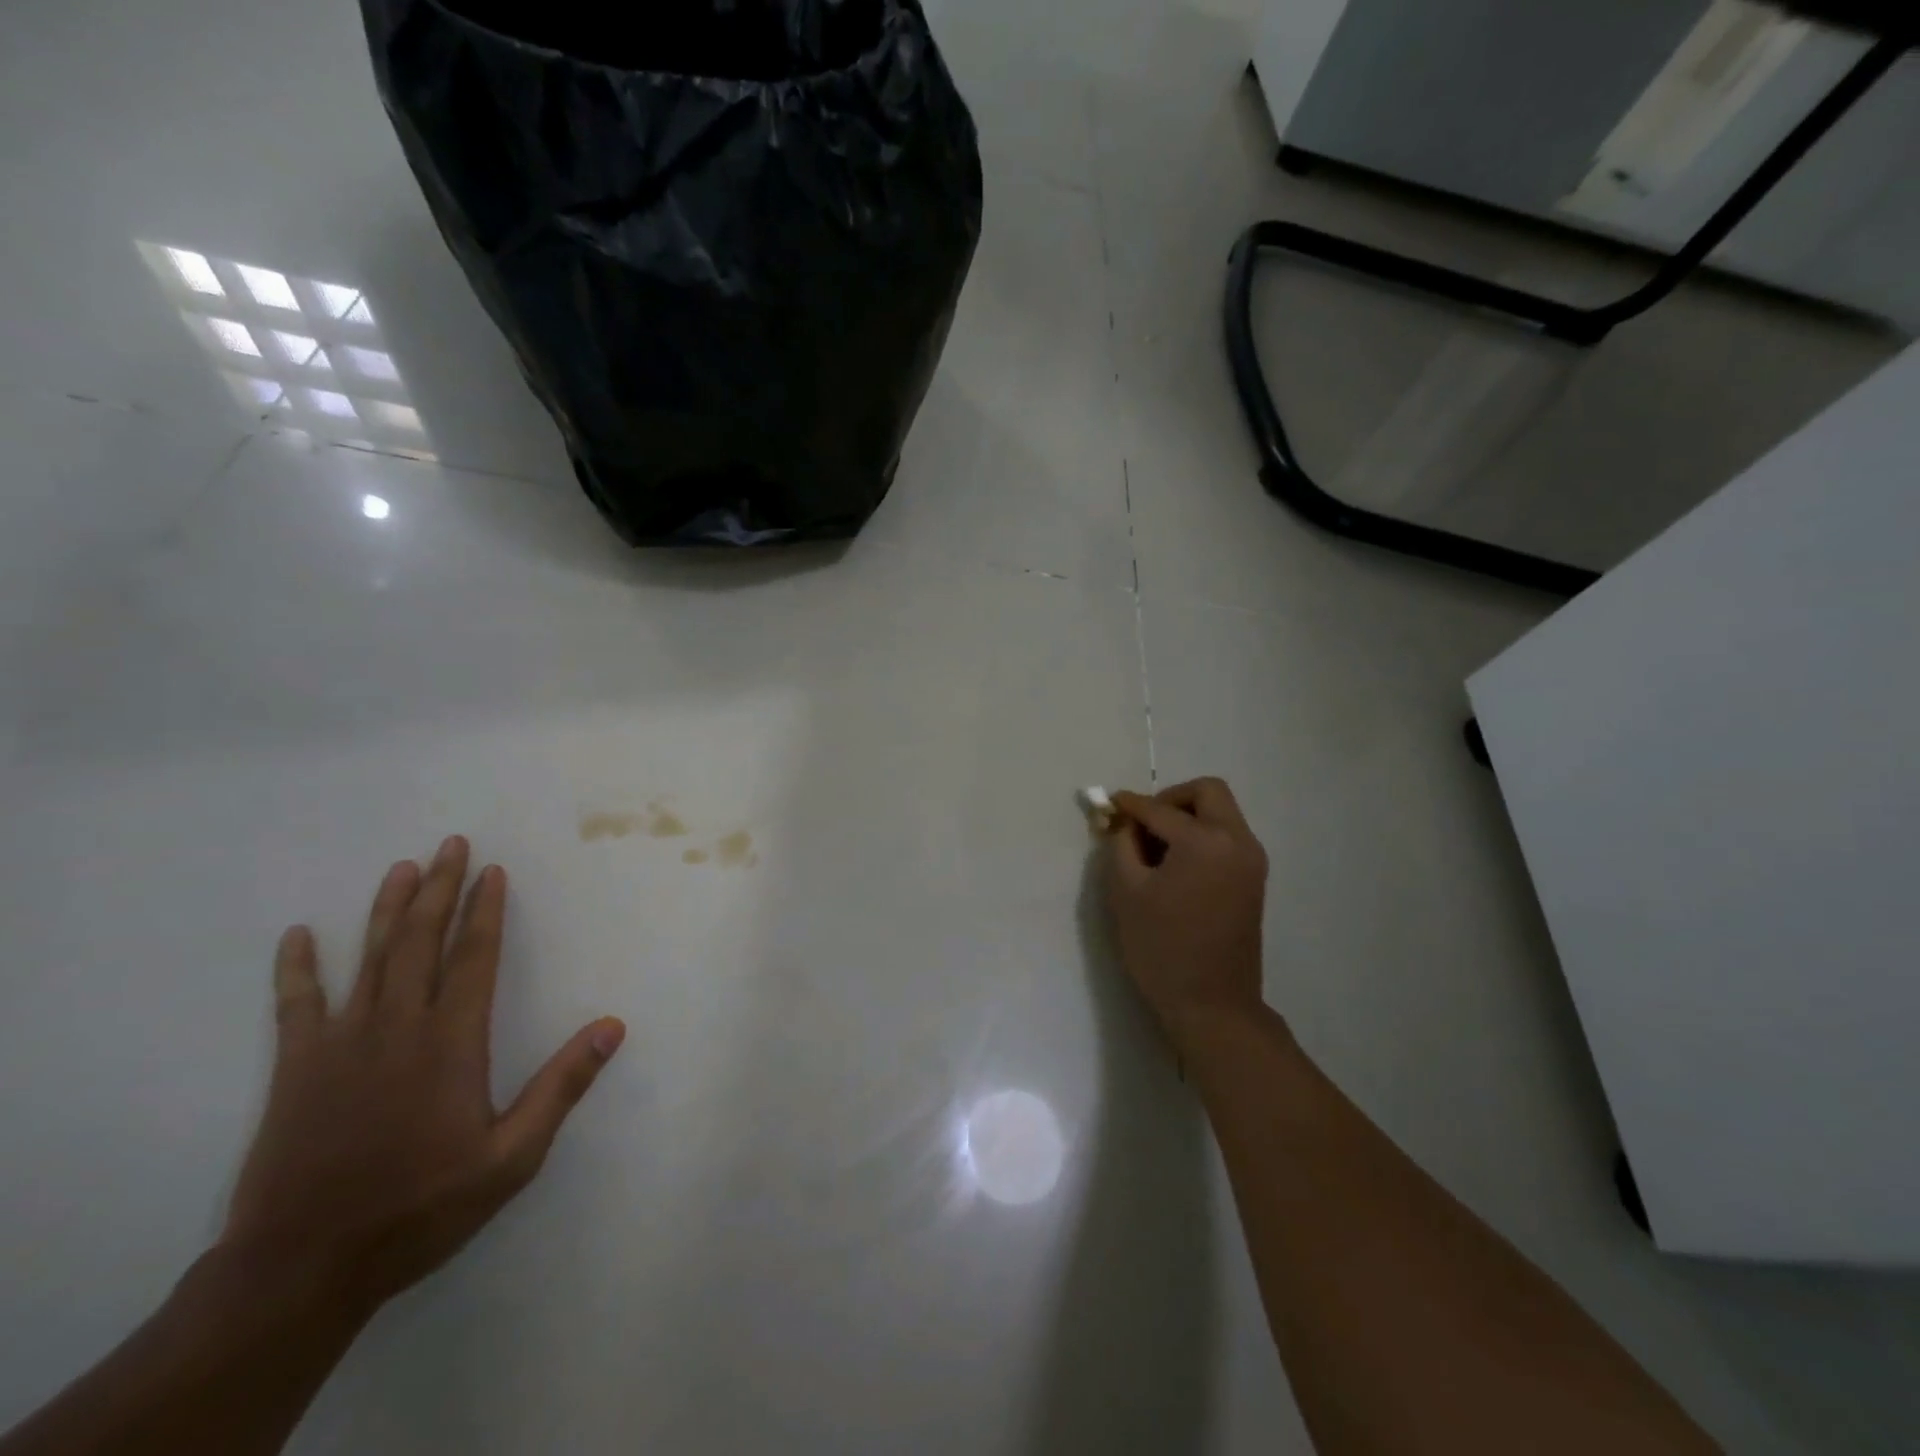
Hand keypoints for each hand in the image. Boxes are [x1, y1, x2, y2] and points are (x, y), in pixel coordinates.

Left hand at [221, 836, 624, 1314]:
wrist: (303, 1268)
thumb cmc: (421, 1207)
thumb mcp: (512, 1156)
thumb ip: (562, 1086)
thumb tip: (612, 1025)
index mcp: (452, 1043)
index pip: (473, 958)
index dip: (484, 911)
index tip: (491, 872)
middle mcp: (398, 1028)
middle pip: (420, 943)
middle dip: (439, 889)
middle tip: (451, 844)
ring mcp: (341, 1045)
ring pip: (368, 960)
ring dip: (386, 910)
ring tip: (402, 868)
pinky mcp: (296, 1070)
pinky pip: (296, 1006)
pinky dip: (298, 968)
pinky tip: (299, 936)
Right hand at [1106, 778, 1269, 1048]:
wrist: (1213, 1005)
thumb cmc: (1162, 948)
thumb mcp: (1126, 892)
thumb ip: (1121, 845)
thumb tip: (1123, 822)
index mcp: (1204, 841)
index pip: (1160, 809)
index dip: (1130, 804)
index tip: (1109, 804)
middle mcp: (1237, 841)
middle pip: (1208, 792)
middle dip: (1171, 799)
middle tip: (1144, 824)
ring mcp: (1252, 860)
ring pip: (1221, 813)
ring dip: (1188, 817)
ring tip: (1156, 848)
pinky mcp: (1254, 879)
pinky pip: (1228, 837)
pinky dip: (1202, 836)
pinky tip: (1176, 865)